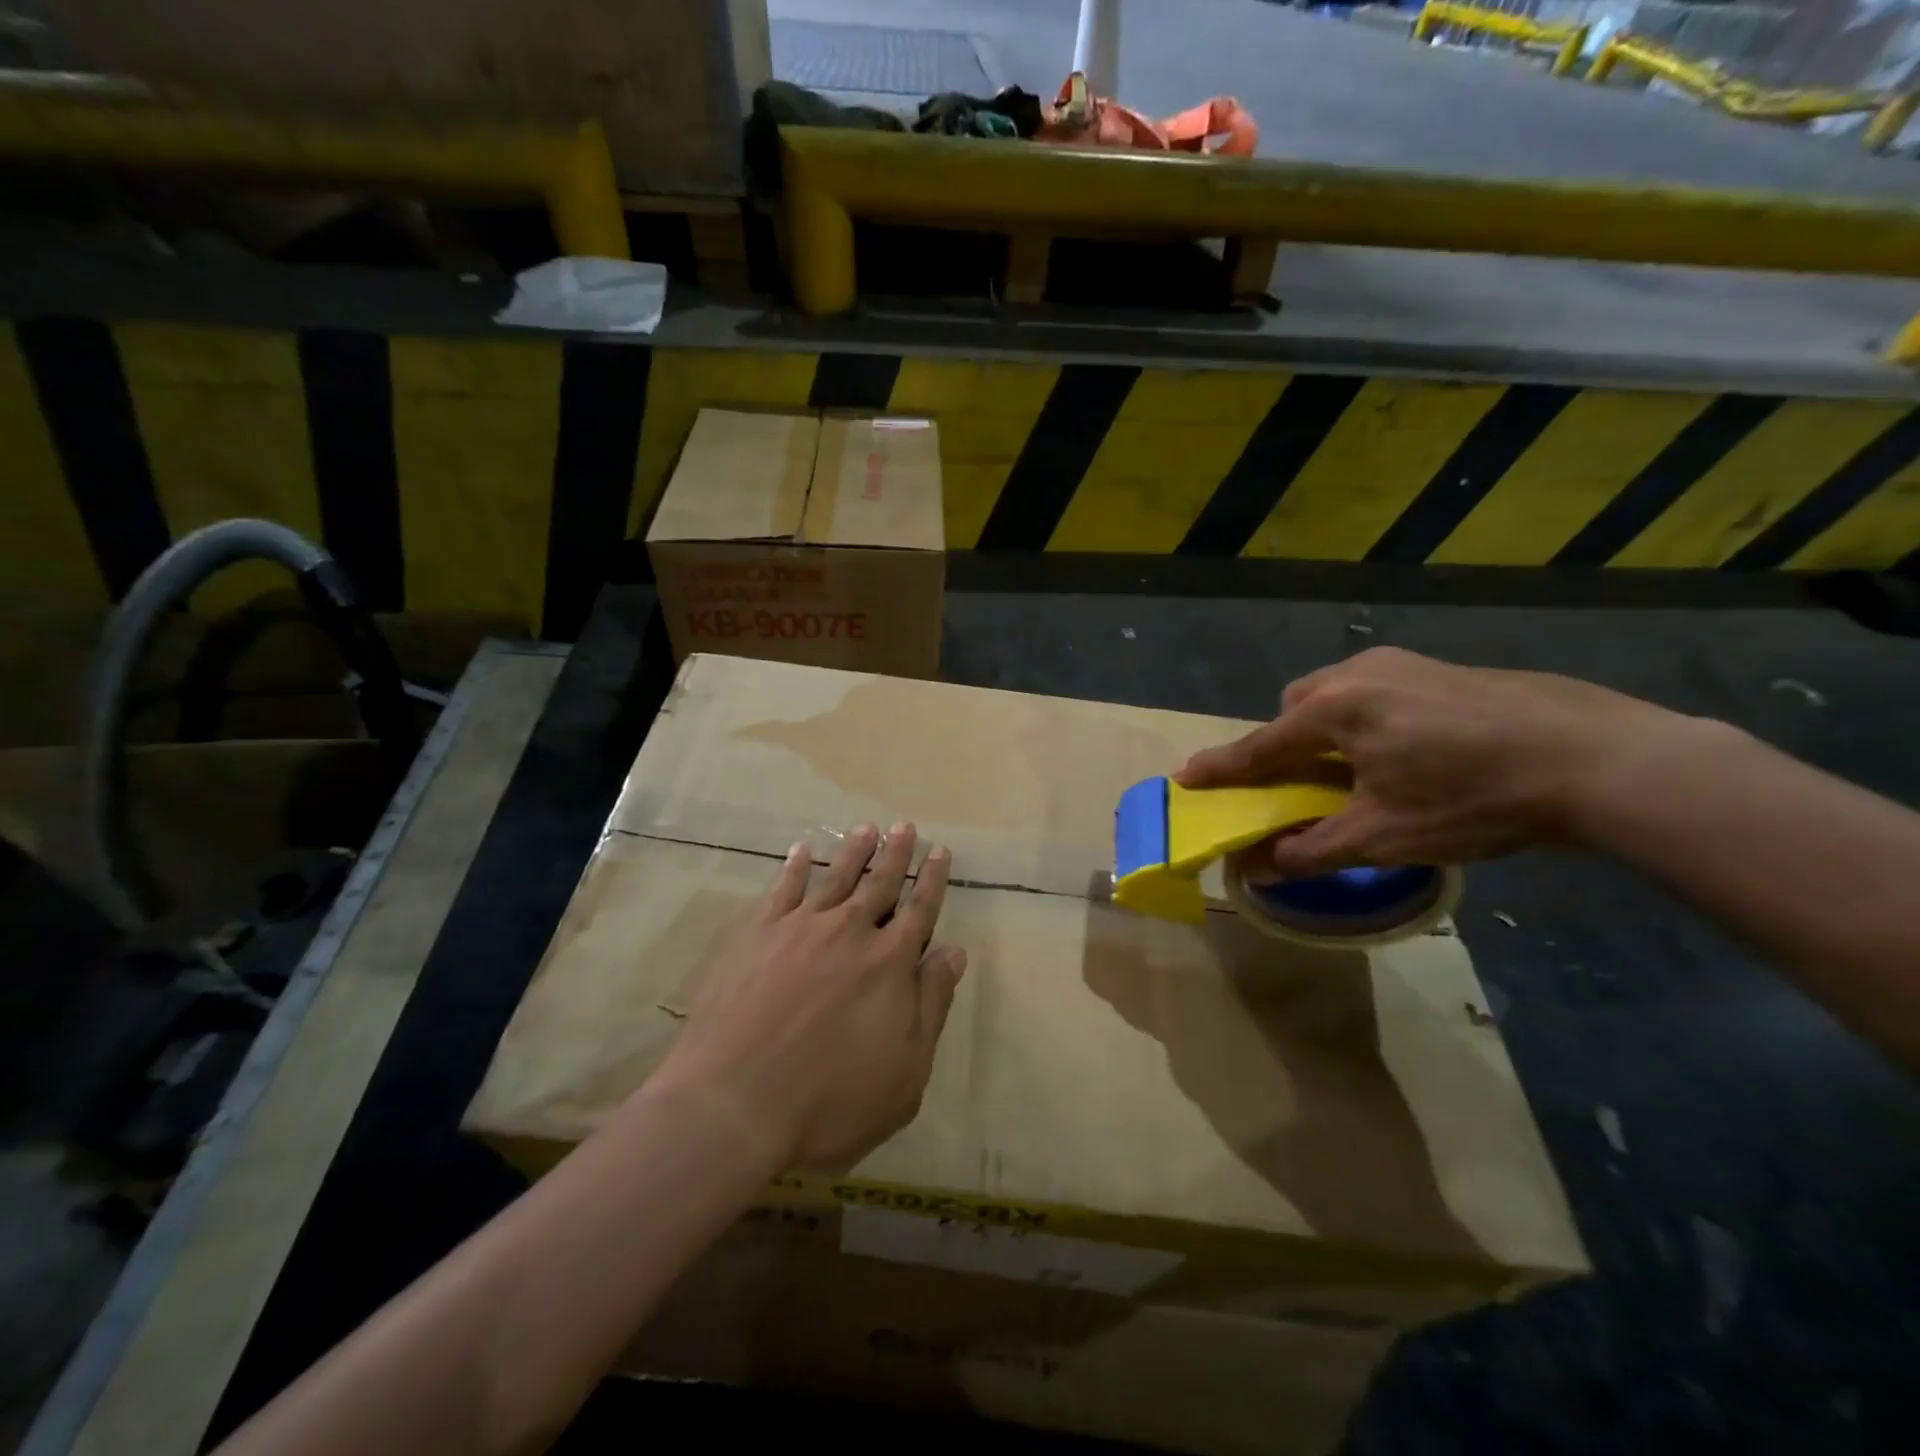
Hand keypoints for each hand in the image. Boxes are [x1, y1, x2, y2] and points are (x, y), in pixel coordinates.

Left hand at [652, 823, 964, 1171]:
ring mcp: (801, 928)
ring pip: (836, 876)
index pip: (920, 909)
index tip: (940, 851)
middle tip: (906, 826)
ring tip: (867, 828)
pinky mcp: (758, 934)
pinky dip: (796, 866)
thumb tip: (954, 952)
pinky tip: (801, 849)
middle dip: (897, 854)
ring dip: (854, 850)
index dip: (933, 879)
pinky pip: (783, 888)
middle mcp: (850, 932)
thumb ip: (932, 1004)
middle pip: (880, 883)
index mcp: (890, 962)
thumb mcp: (906, 1070)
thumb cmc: (831, 1101)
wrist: (734, 1103)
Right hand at [1176, 647, 1698, 874]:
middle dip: (1283, 741)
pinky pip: (1373, 689)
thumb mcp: (1385, 836)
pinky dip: (1363, 717)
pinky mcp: (1439, 667)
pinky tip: (1404, 749)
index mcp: (1335, 712)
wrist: (1596, 758)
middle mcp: (1357, 675)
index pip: (1260, 745)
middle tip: (1300, 781)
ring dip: (1324, 727)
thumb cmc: (1474, 799)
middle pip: (1295, 707)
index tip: (1185, 776)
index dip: (1221, 767)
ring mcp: (1401, 664)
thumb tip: (1257, 869)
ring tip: (1354, 767)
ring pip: (1334, 693)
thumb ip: (1311, 851)